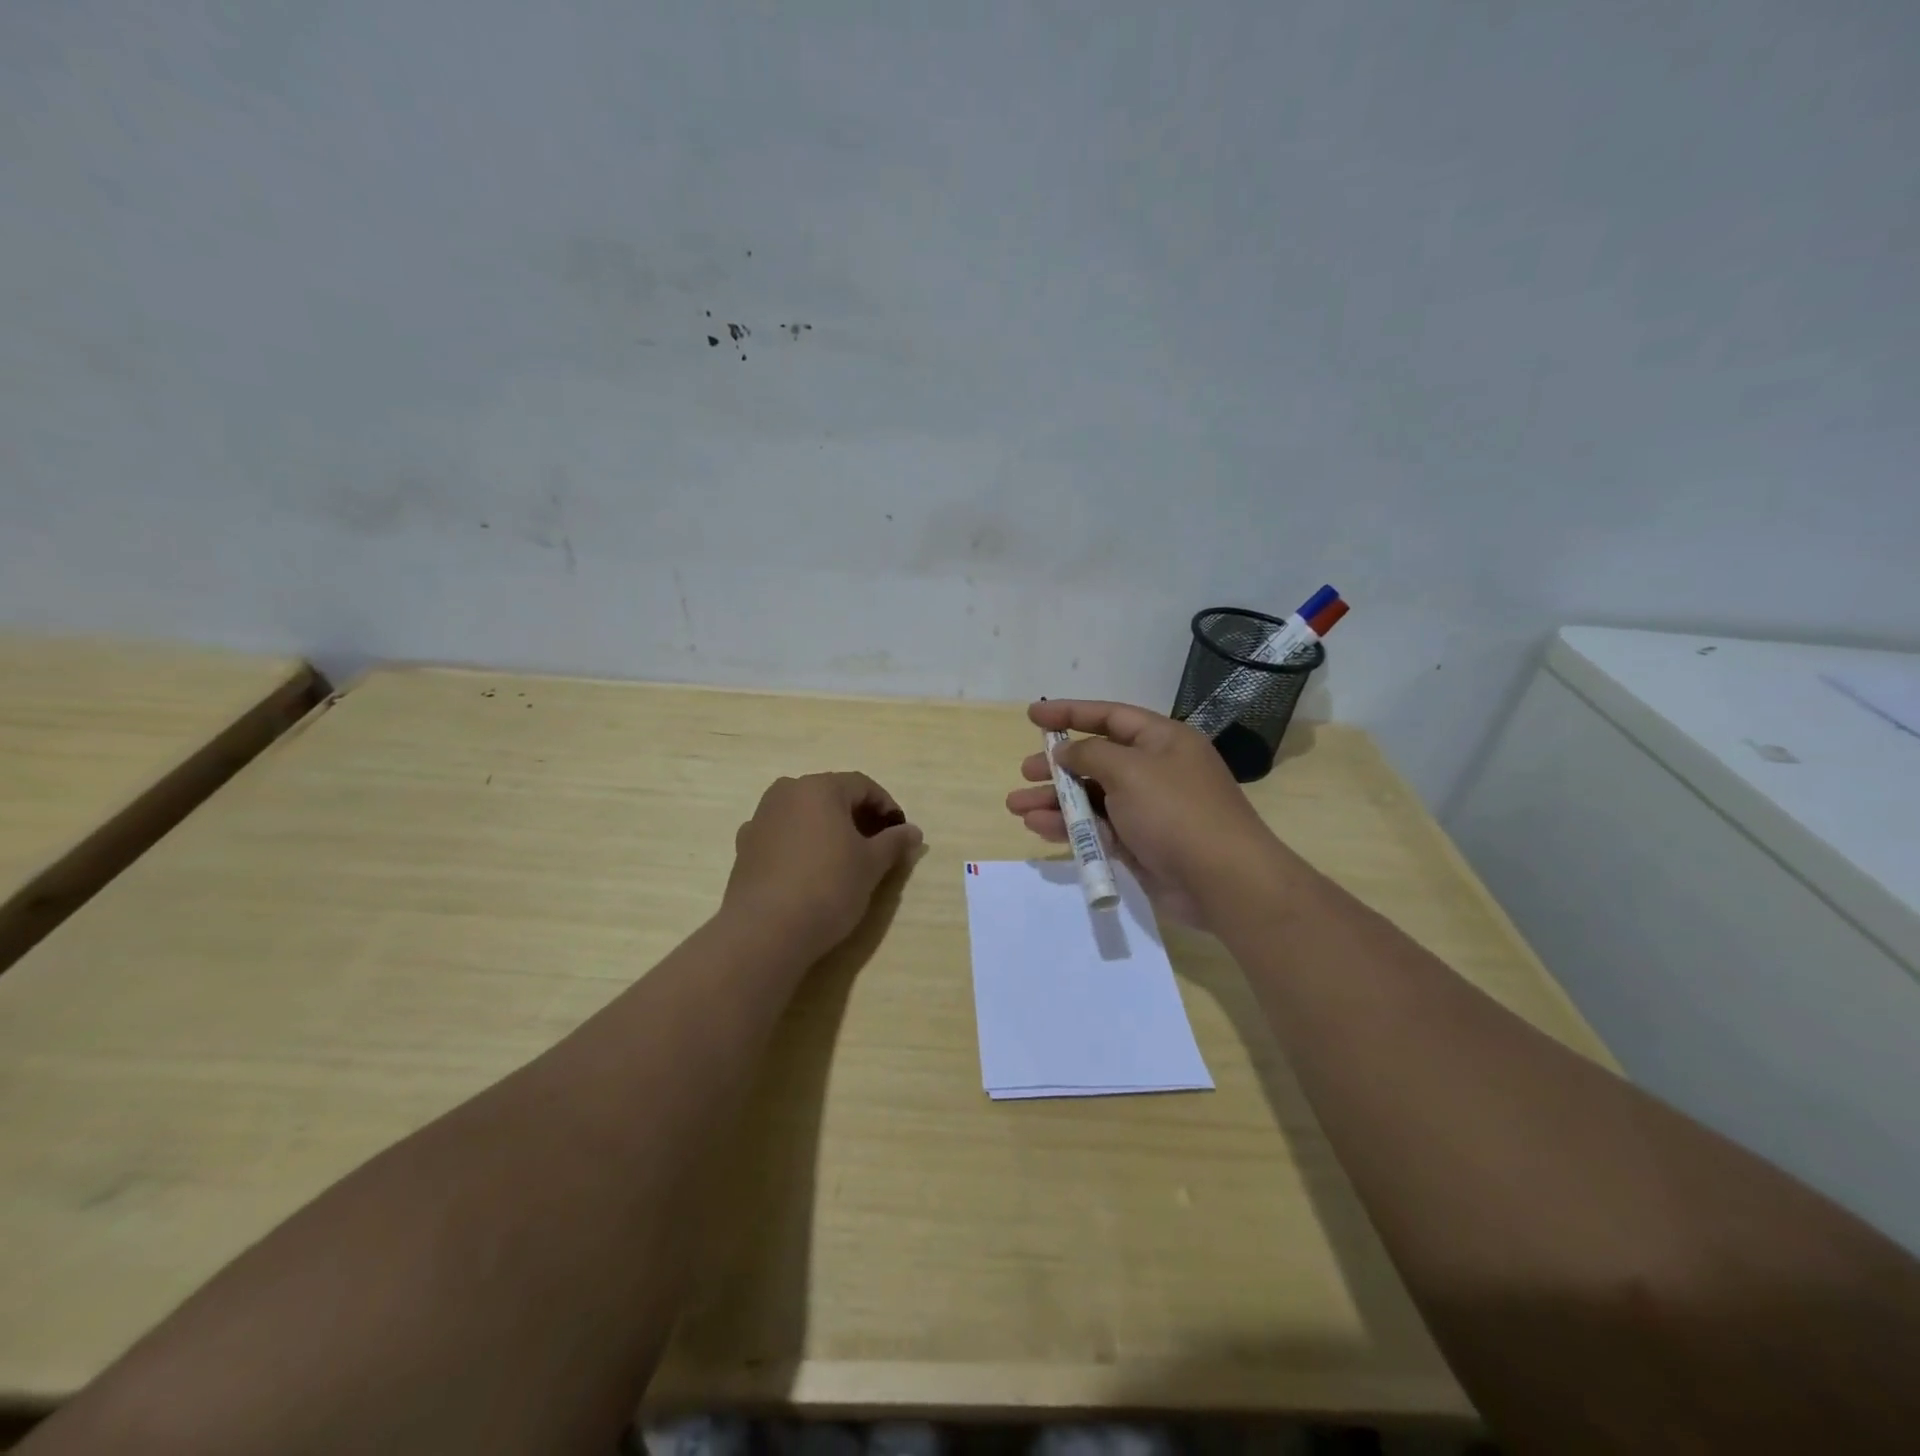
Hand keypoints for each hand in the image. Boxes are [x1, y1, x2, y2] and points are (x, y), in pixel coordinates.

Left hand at [723, 772, 923, 956]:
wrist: (765, 930)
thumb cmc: (828, 887)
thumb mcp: (871, 865)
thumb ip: (894, 842)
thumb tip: (913, 832)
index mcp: (819, 788)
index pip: (863, 785)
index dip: (886, 807)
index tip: (900, 834)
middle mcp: (786, 793)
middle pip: (831, 796)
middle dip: (857, 817)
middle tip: (877, 846)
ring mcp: (760, 819)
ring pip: (804, 815)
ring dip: (828, 830)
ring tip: (844, 860)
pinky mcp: (744, 847)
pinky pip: (783, 836)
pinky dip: (802, 845)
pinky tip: (810, 873)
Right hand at [1005, 700, 1280, 929]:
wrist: (1222, 881)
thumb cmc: (1176, 812)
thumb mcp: (1130, 771)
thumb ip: (1091, 755)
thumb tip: (1066, 752)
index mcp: (1162, 741)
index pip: (1110, 717)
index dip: (1070, 713)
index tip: (1033, 715)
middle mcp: (1155, 770)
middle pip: (1097, 760)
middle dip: (1058, 766)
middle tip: (1025, 772)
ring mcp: (1147, 810)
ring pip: (1092, 798)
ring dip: (1055, 801)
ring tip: (1016, 806)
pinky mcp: (1139, 844)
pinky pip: (1097, 828)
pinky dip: (1069, 827)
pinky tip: (1038, 827)